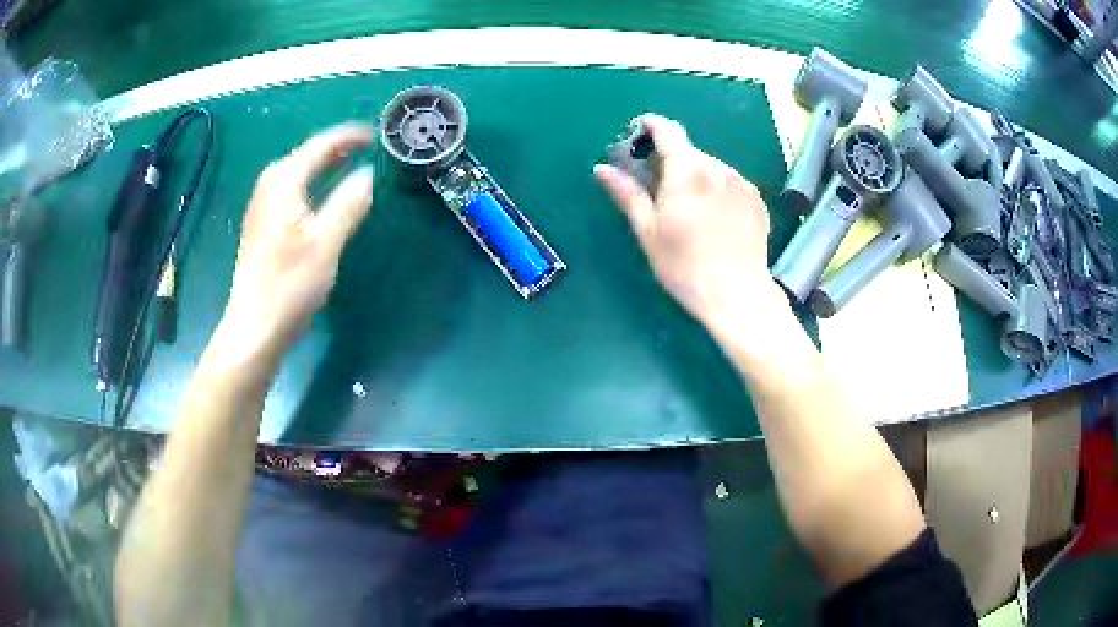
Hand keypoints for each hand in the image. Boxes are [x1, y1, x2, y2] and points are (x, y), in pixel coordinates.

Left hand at [220, 124, 374, 362]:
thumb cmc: (290, 284)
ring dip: (323, 164)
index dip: (349, 137)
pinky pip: (290, 189)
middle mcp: (269, 186)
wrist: (255, 327)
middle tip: (367, 148)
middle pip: (306, 154)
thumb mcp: (327, 242)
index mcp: (284, 182)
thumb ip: (349, 203)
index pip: (320, 145)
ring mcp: (262, 205)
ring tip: (349, 163)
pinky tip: (321, 195)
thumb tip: (368, 173)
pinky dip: (310, 182)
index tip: (376, 136)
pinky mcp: (261, 224)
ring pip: (297, 171)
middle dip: (336, 147)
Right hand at [594, 114, 779, 328]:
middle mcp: (717, 168)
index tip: (641, 131)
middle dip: (672, 161)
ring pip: (711, 167)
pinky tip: (715, 220)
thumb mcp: (648, 231)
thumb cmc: (685, 266)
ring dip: (696, 177)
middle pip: (689, 151)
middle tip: (661, 191)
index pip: (668, 130)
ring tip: (691, 212)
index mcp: (687, 171)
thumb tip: (602, 169)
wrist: (737, 294)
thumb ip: (627, 194)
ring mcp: (741, 183)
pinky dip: (717, 190)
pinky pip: (730, 183)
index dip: (652, 125)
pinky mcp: (757, 199)